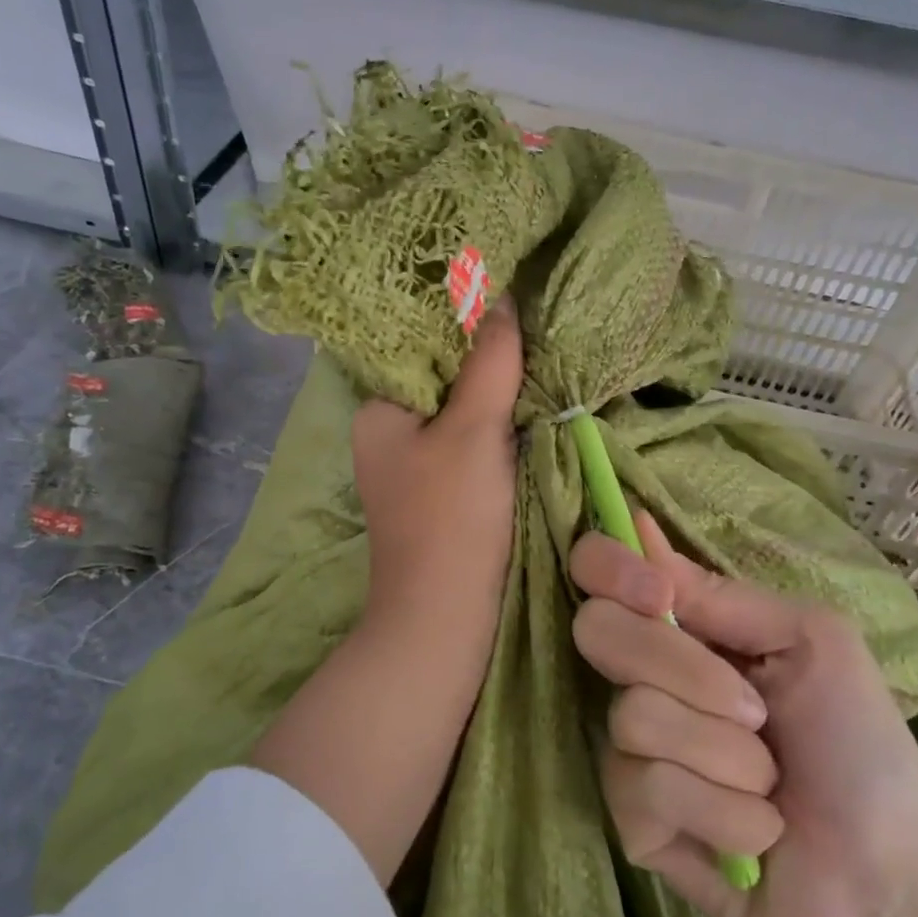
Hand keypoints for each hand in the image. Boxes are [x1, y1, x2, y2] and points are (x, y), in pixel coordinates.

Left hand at [352, 297, 522, 638]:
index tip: (508, 297)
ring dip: (495, 391)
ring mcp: (414, 464)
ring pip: (459, 409)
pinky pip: (469, 441)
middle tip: (533, 327)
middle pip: (442, 376)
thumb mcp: (473, 430)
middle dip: (484, 356)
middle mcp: (388, 432)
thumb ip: (489, 362)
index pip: (417, 344)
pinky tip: (528, 409)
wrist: (444, 618)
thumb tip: (500, 298)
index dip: (461, 320)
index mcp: (379, 410)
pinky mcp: (440, 491)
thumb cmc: (450, 517)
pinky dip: (496, 425)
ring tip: (538, 359)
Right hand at [570, 512, 917, 916]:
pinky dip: (721, 810)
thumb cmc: (858, 744)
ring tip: (769, 784)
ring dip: (726, 754)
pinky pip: (646, 788)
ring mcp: (631, 748)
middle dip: (685, 669)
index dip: (609, 567)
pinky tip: (755, 833)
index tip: (657, 594)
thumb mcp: (812, 641)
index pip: (597, 569)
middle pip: (598, 631)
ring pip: (634, 716)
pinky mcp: (632, 820)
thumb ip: (723, 595)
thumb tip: (640, 526)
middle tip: (755, 711)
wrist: (886, 877)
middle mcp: (642, 676)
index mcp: (681, 628)